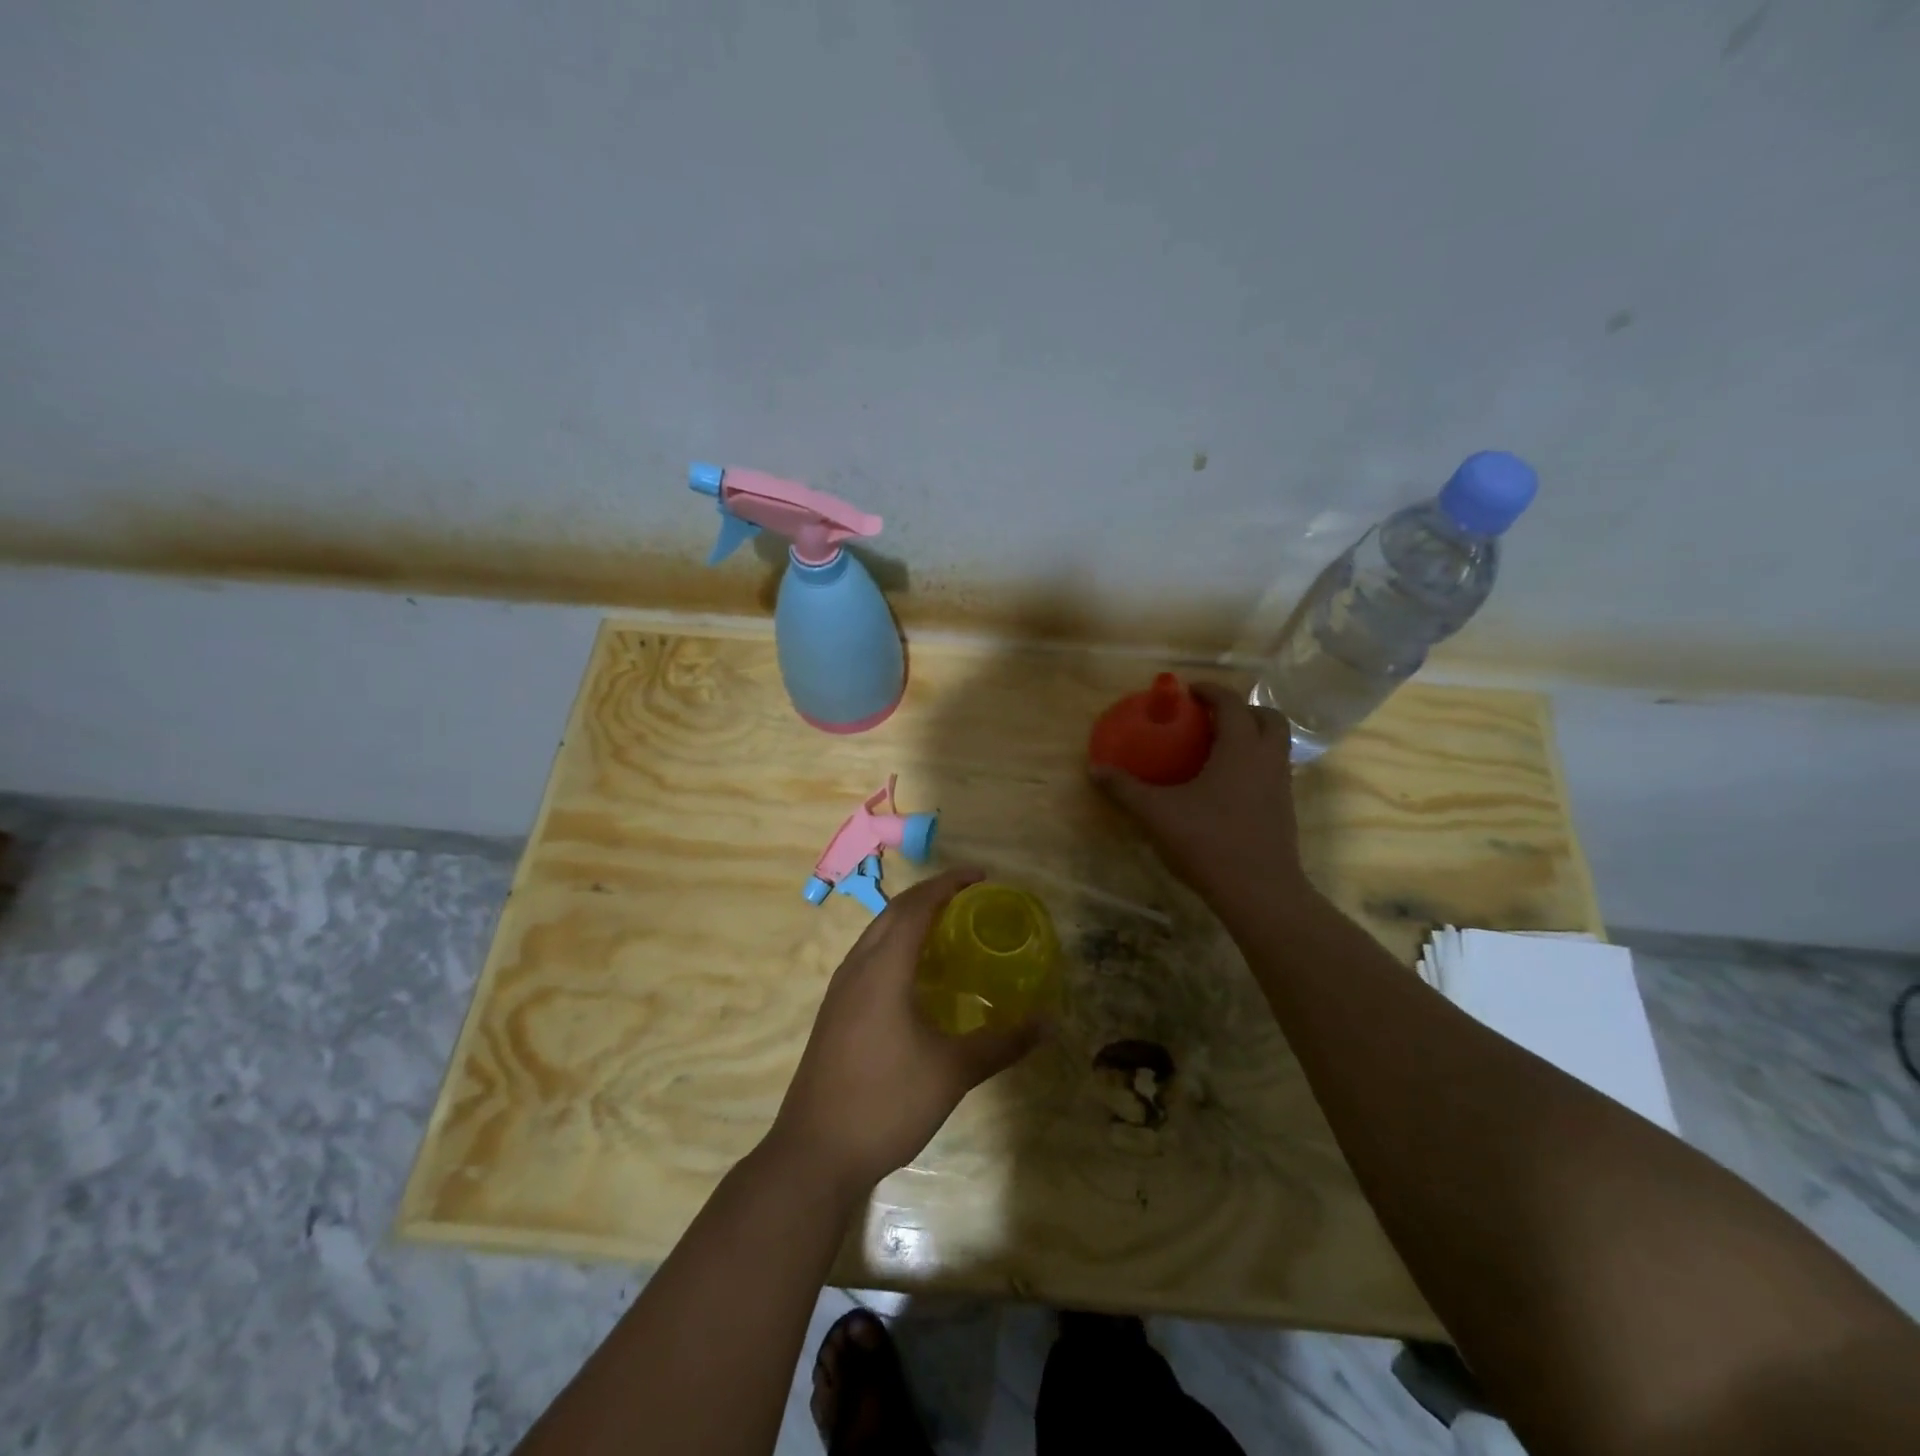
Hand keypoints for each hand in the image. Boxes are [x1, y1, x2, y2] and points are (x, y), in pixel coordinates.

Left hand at [768, 867, 1038, 1192]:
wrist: (814, 1152)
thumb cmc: (886, 1101)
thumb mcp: (952, 1072)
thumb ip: (1001, 1042)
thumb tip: (1046, 1022)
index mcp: (883, 968)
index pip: (917, 906)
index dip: (948, 883)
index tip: (981, 875)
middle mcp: (857, 967)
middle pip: (893, 912)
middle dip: (930, 894)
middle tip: (969, 895)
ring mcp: (840, 990)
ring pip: (876, 934)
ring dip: (910, 918)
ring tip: (946, 926)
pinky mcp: (834, 1013)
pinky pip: (868, 957)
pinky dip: (895, 945)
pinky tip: (914, 975)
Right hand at [1090, 682, 1314, 925]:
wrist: (1260, 891)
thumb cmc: (1209, 842)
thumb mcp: (1157, 814)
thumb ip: (1126, 789)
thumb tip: (1095, 769)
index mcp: (1240, 748)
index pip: (1231, 703)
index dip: (1211, 691)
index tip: (1188, 691)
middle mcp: (1267, 759)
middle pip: (1268, 717)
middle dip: (1242, 709)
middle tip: (1211, 718)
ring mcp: (1282, 784)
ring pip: (1276, 744)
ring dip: (1252, 736)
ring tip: (1217, 749)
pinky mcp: (1284, 809)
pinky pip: (1273, 769)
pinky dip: (1254, 763)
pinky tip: (1226, 785)